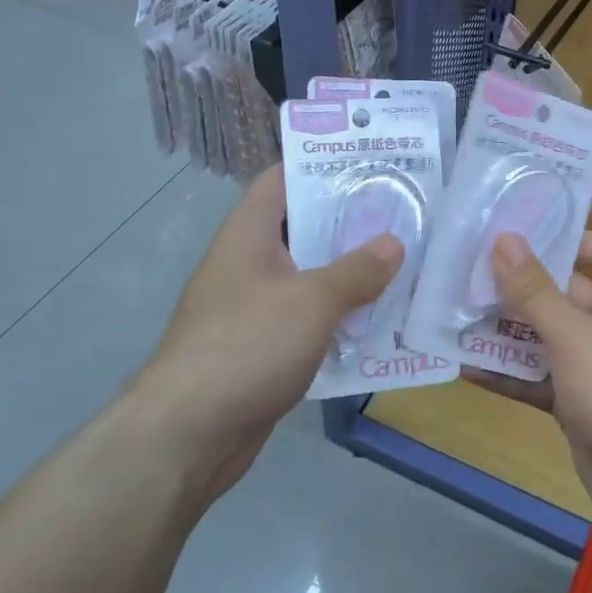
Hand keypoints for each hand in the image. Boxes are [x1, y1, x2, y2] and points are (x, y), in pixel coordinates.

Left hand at [136, 166, 400, 501]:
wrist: (189, 432)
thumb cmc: (247, 345)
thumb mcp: (311, 300)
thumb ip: (357, 270)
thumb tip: (393, 243)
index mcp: (248, 234)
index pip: (282, 179)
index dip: (322, 164)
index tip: (369, 161)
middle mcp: (248, 263)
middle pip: (302, 228)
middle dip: (349, 221)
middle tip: (402, 214)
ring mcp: (253, 306)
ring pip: (309, 276)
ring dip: (349, 273)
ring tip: (402, 263)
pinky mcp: (262, 347)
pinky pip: (307, 319)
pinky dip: (338, 316)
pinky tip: (378, 322)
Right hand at [464, 232, 591, 530]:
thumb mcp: (574, 335)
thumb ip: (534, 290)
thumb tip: (503, 238)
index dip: (569, 238)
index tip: (519, 237)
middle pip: (564, 291)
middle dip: (517, 287)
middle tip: (465, 274)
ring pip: (545, 336)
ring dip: (506, 331)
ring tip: (455, 317)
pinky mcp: (578, 400)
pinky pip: (539, 376)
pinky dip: (510, 372)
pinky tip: (467, 367)